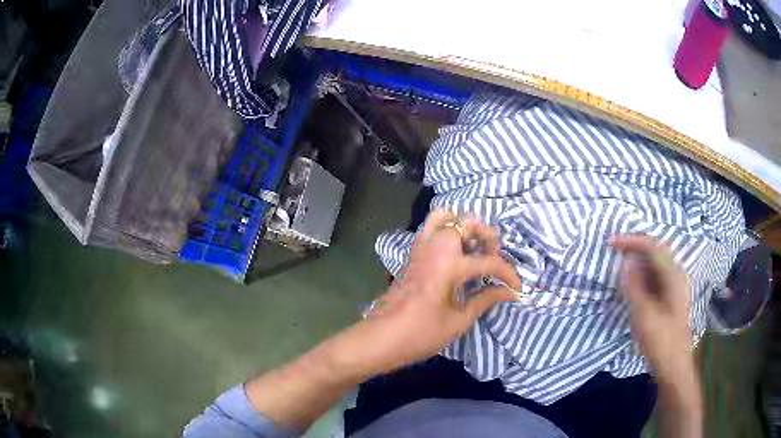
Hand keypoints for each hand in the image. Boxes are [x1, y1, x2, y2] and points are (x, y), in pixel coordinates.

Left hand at [335, 208, 521, 376]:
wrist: (381, 337)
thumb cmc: (420, 334)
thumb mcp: (459, 321)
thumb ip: (485, 300)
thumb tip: (509, 292)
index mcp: (450, 265)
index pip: (489, 261)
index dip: (508, 275)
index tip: (517, 289)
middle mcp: (435, 247)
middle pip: (467, 221)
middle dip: (487, 236)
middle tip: (492, 258)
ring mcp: (421, 247)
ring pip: (445, 216)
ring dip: (464, 227)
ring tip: (473, 250)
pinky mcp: (412, 253)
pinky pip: (432, 228)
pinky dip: (447, 231)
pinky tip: (455, 256)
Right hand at [611, 235, 693, 382]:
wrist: (674, 367)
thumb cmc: (661, 343)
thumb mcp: (645, 316)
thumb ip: (634, 288)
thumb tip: (625, 264)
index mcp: (673, 276)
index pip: (652, 247)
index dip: (631, 241)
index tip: (611, 243)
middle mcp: (676, 276)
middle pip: (655, 252)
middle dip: (634, 248)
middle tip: (615, 251)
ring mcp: (674, 288)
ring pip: (654, 265)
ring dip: (637, 262)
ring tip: (620, 266)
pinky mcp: (669, 299)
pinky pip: (654, 279)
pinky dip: (641, 276)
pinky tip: (631, 285)